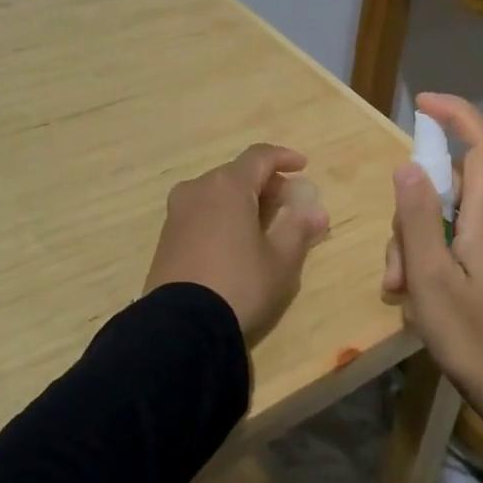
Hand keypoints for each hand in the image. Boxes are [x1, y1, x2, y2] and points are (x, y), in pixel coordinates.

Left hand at [143, 144, 329, 342]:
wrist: (181, 325)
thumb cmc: (239, 284)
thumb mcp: (279, 261)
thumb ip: (298, 229)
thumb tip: (316, 212)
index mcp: (228, 186)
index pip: (259, 157)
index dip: (284, 158)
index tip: (303, 167)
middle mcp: (198, 188)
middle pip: (237, 174)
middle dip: (265, 183)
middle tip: (287, 203)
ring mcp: (177, 211)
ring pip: (217, 193)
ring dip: (242, 200)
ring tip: (263, 224)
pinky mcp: (166, 236)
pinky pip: (201, 211)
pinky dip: (222, 215)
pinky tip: (235, 240)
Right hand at [384, 96, 482, 471]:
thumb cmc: (473, 339)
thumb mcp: (430, 279)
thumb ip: (416, 218)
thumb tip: (408, 164)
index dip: (456, 113)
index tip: (421, 103)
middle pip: (452, 187)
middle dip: (412, 211)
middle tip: (394, 266)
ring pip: (448, 218)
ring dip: (415, 244)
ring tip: (400, 293)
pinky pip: (456, 242)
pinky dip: (430, 258)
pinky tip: (416, 298)